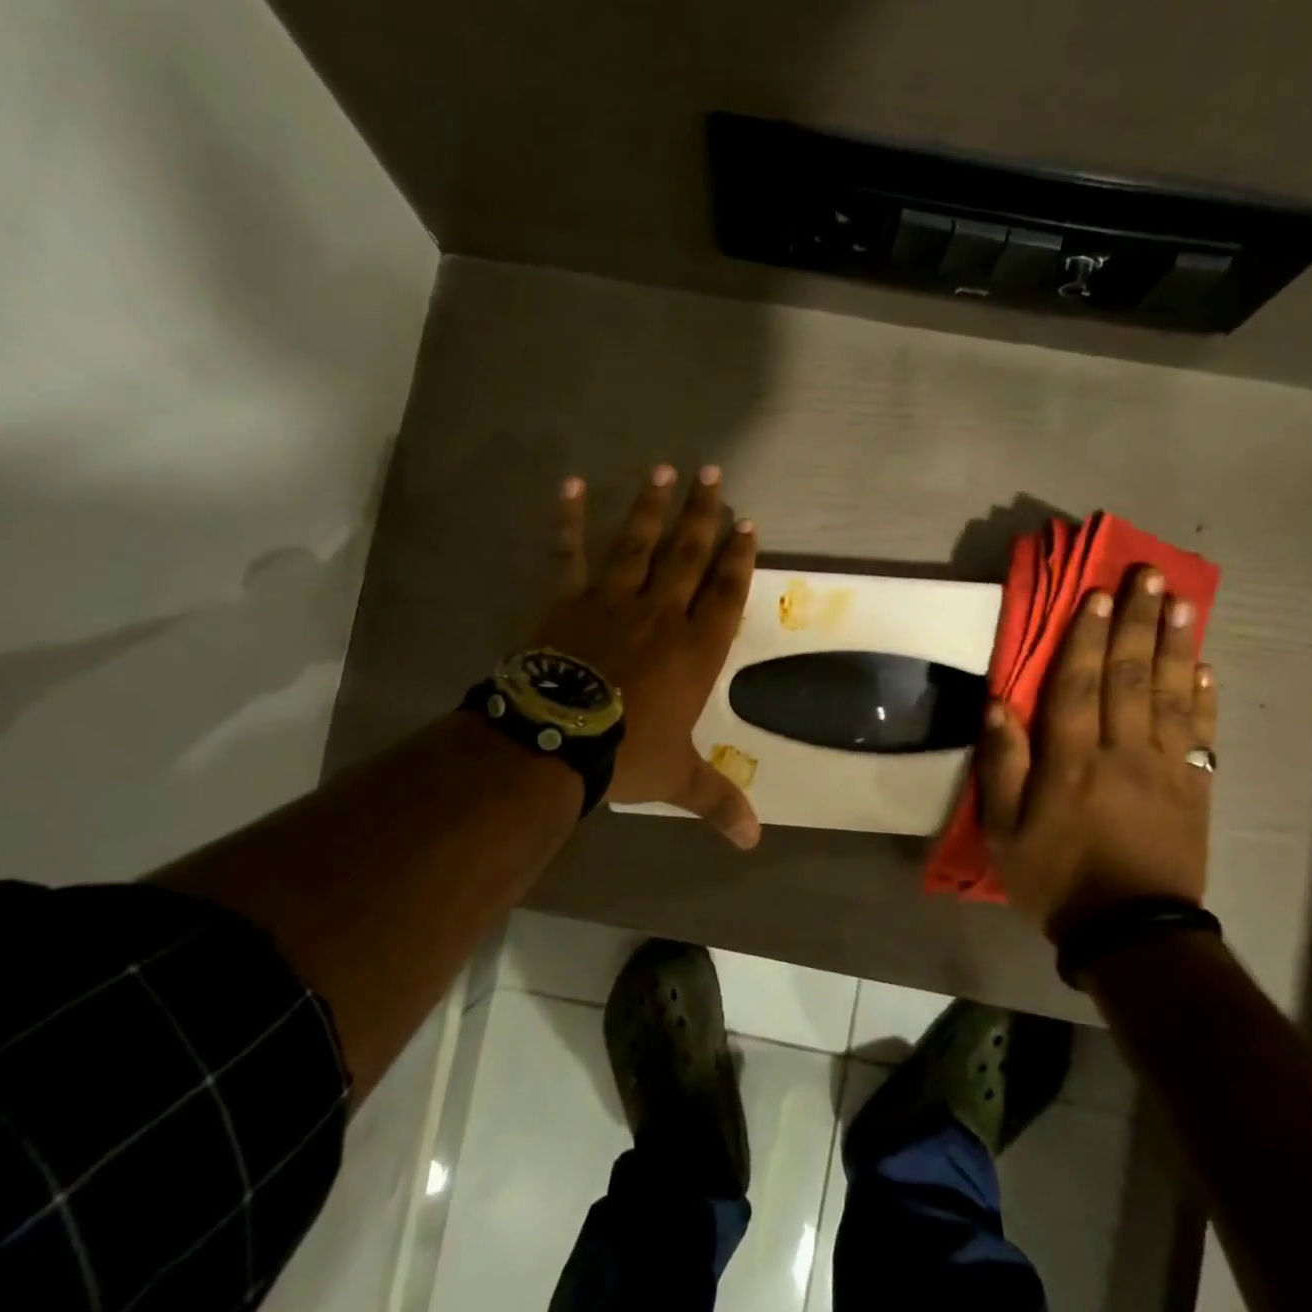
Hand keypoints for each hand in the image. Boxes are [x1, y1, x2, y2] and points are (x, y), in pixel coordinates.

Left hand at [531, 464, 760, 847]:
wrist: (558, 740)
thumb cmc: (626, 754)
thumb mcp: (678, 778)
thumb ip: (718, 801)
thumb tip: (754, 842)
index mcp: (696, 649)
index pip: (726, 593)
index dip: (739, 558)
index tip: (747, 523)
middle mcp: (661, 614)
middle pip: (688, 555)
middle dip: (702, 514)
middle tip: (713, 474)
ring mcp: (613, 601)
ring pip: (638, 543)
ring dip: (651, 506)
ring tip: (664, 469)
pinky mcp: (569, 600)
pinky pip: (569, 553)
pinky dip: (568, 519)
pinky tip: (570, 484)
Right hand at [977, 568, 1215, 937]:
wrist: (1131, 932)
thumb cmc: (1055, 878)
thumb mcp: (1004, 830)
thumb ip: (1002, 766)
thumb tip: (998, 706)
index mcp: (1071, 761)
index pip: (1078, 685)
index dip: (1087, 636)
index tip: (1098, 594)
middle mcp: (1122, 752)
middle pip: (1129, 676)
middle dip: (1137, 622)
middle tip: (1149, 576)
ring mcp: (1165, 769)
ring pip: (1169, 694)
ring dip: (1175, 645)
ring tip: (1182, 602)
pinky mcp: (1195, 789)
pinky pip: (1201, 733)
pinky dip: (1202, 696)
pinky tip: (1204, 666)